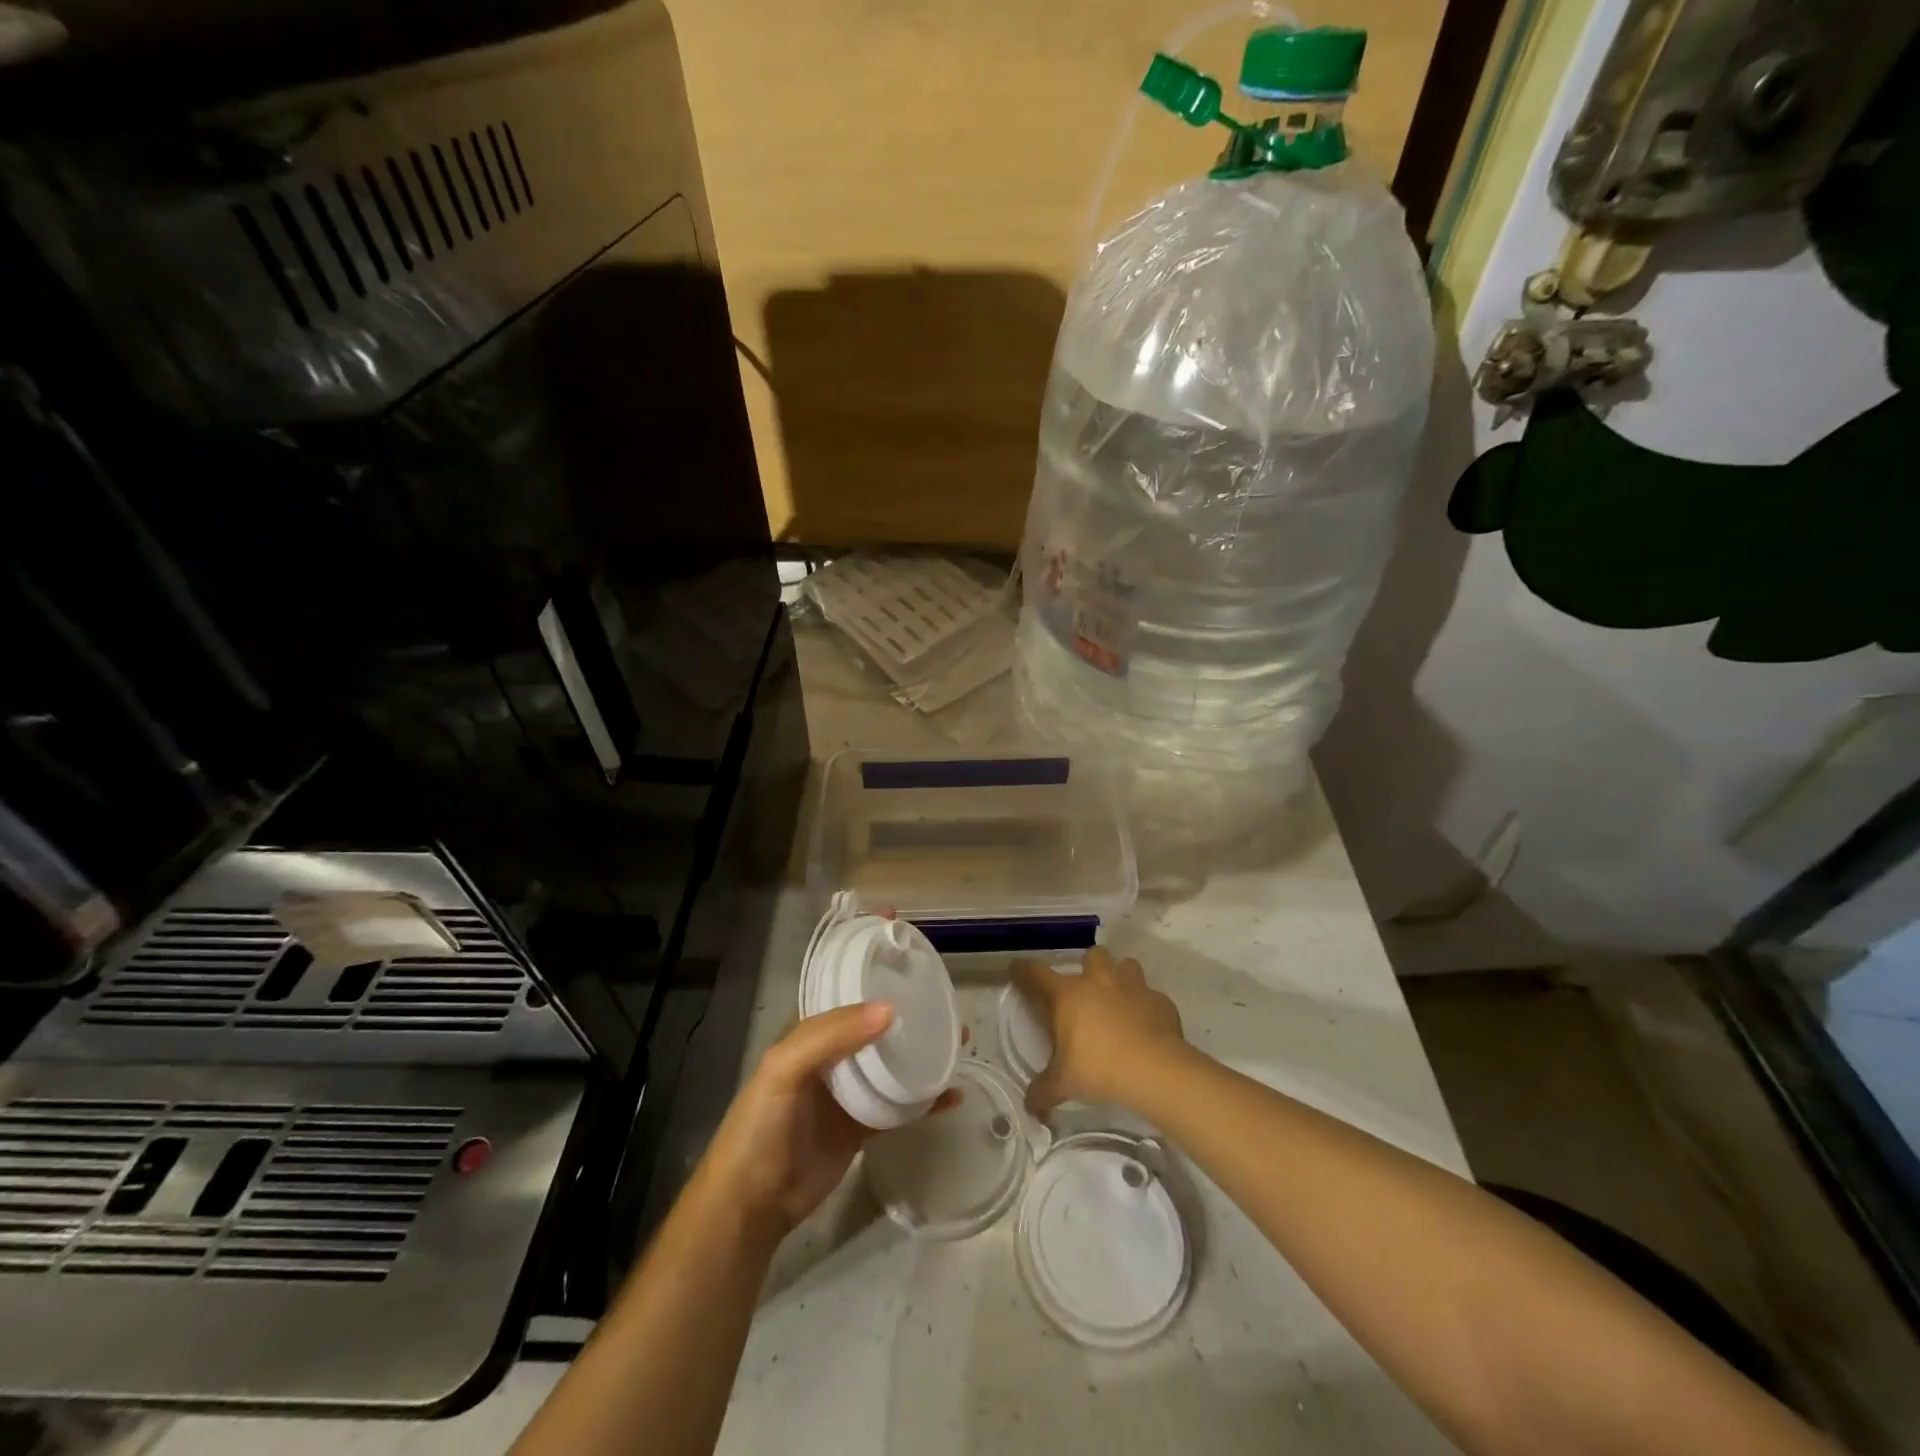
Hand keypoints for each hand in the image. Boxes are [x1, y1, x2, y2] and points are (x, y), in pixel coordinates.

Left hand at [693, 1003, 960, 1239]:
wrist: (751, 1205)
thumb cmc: (761, 1127)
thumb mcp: (784, 1069)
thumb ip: (831, 1035)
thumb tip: (889, 1010)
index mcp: (807, 1035)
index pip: (846, 999)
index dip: (876, 985)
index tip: (916, 976)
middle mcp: (830, 1059)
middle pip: (875, 1031)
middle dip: (909, 1020)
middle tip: (949, 1011)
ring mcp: (848, 1095)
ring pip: (891, 1067)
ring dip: (922, 1055)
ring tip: (959, 1043)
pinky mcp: (861, 1129)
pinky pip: (898, 1108)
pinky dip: (925, 1101)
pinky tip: (952, 1096)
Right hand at [1011, 946, 1184, 1114]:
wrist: (1155, 1070)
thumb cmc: (1099, 1068)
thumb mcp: (1063, 1084)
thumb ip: (1043, 1092)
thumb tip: (1030, 1107)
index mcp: (1068, 995)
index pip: (1036, 973)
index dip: (1024, 970)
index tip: (1017, 969)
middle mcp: (1099, 982)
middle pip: (1092, 956)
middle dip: (1089, 967)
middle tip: (1087, 992)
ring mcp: (1133, 987)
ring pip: (1127, 966)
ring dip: (1121, 978)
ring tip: (1120, 1000)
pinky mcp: (1161, 1001)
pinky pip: (1152, 996)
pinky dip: (1147, 1006)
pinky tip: (1147, 1025)